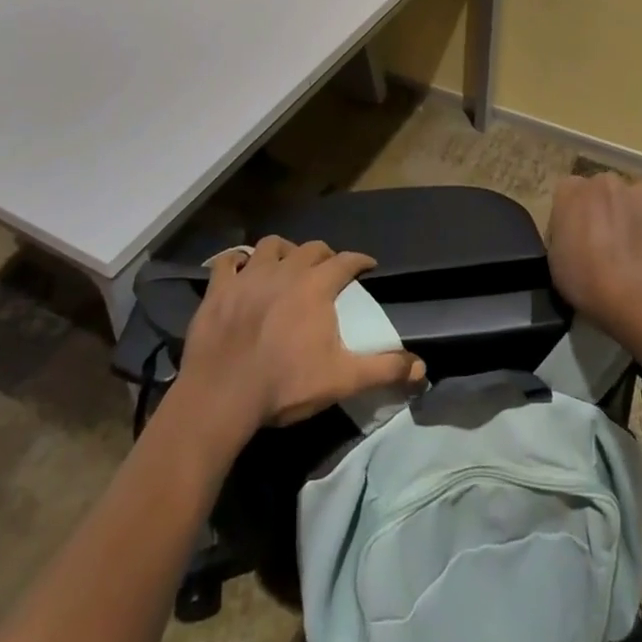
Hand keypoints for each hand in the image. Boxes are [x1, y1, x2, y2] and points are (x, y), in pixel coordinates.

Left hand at [176, 237, 424, 441]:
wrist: (222, 395)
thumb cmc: (285, 384)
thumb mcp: (341, 379)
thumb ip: (383, 369)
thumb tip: (422, 368)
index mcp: (316, 285)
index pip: (346, 261)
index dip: (359, 261)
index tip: (366, 266)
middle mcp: (285, 269)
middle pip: (310, 248)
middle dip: (323, 254)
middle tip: (327, 269)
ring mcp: (249, 275)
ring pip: (271, 246)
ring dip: (283, 251)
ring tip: (285, 265)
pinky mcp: (219, 288)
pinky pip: (228, 261)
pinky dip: (237, 262)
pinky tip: (240, 270)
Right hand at [546, 172, 641, 337]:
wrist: (627, 290)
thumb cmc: (581, 275)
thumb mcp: (555, 258)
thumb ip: (565, 236)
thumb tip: (575, 240)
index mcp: (570, 191)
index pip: (568, 192)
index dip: (573, 214)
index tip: (574, 237)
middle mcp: (603, 184)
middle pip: (604, 187)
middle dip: (606, 205)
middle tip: (605, 236)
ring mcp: (637, 196)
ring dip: (641, 204)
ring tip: (639, 229)